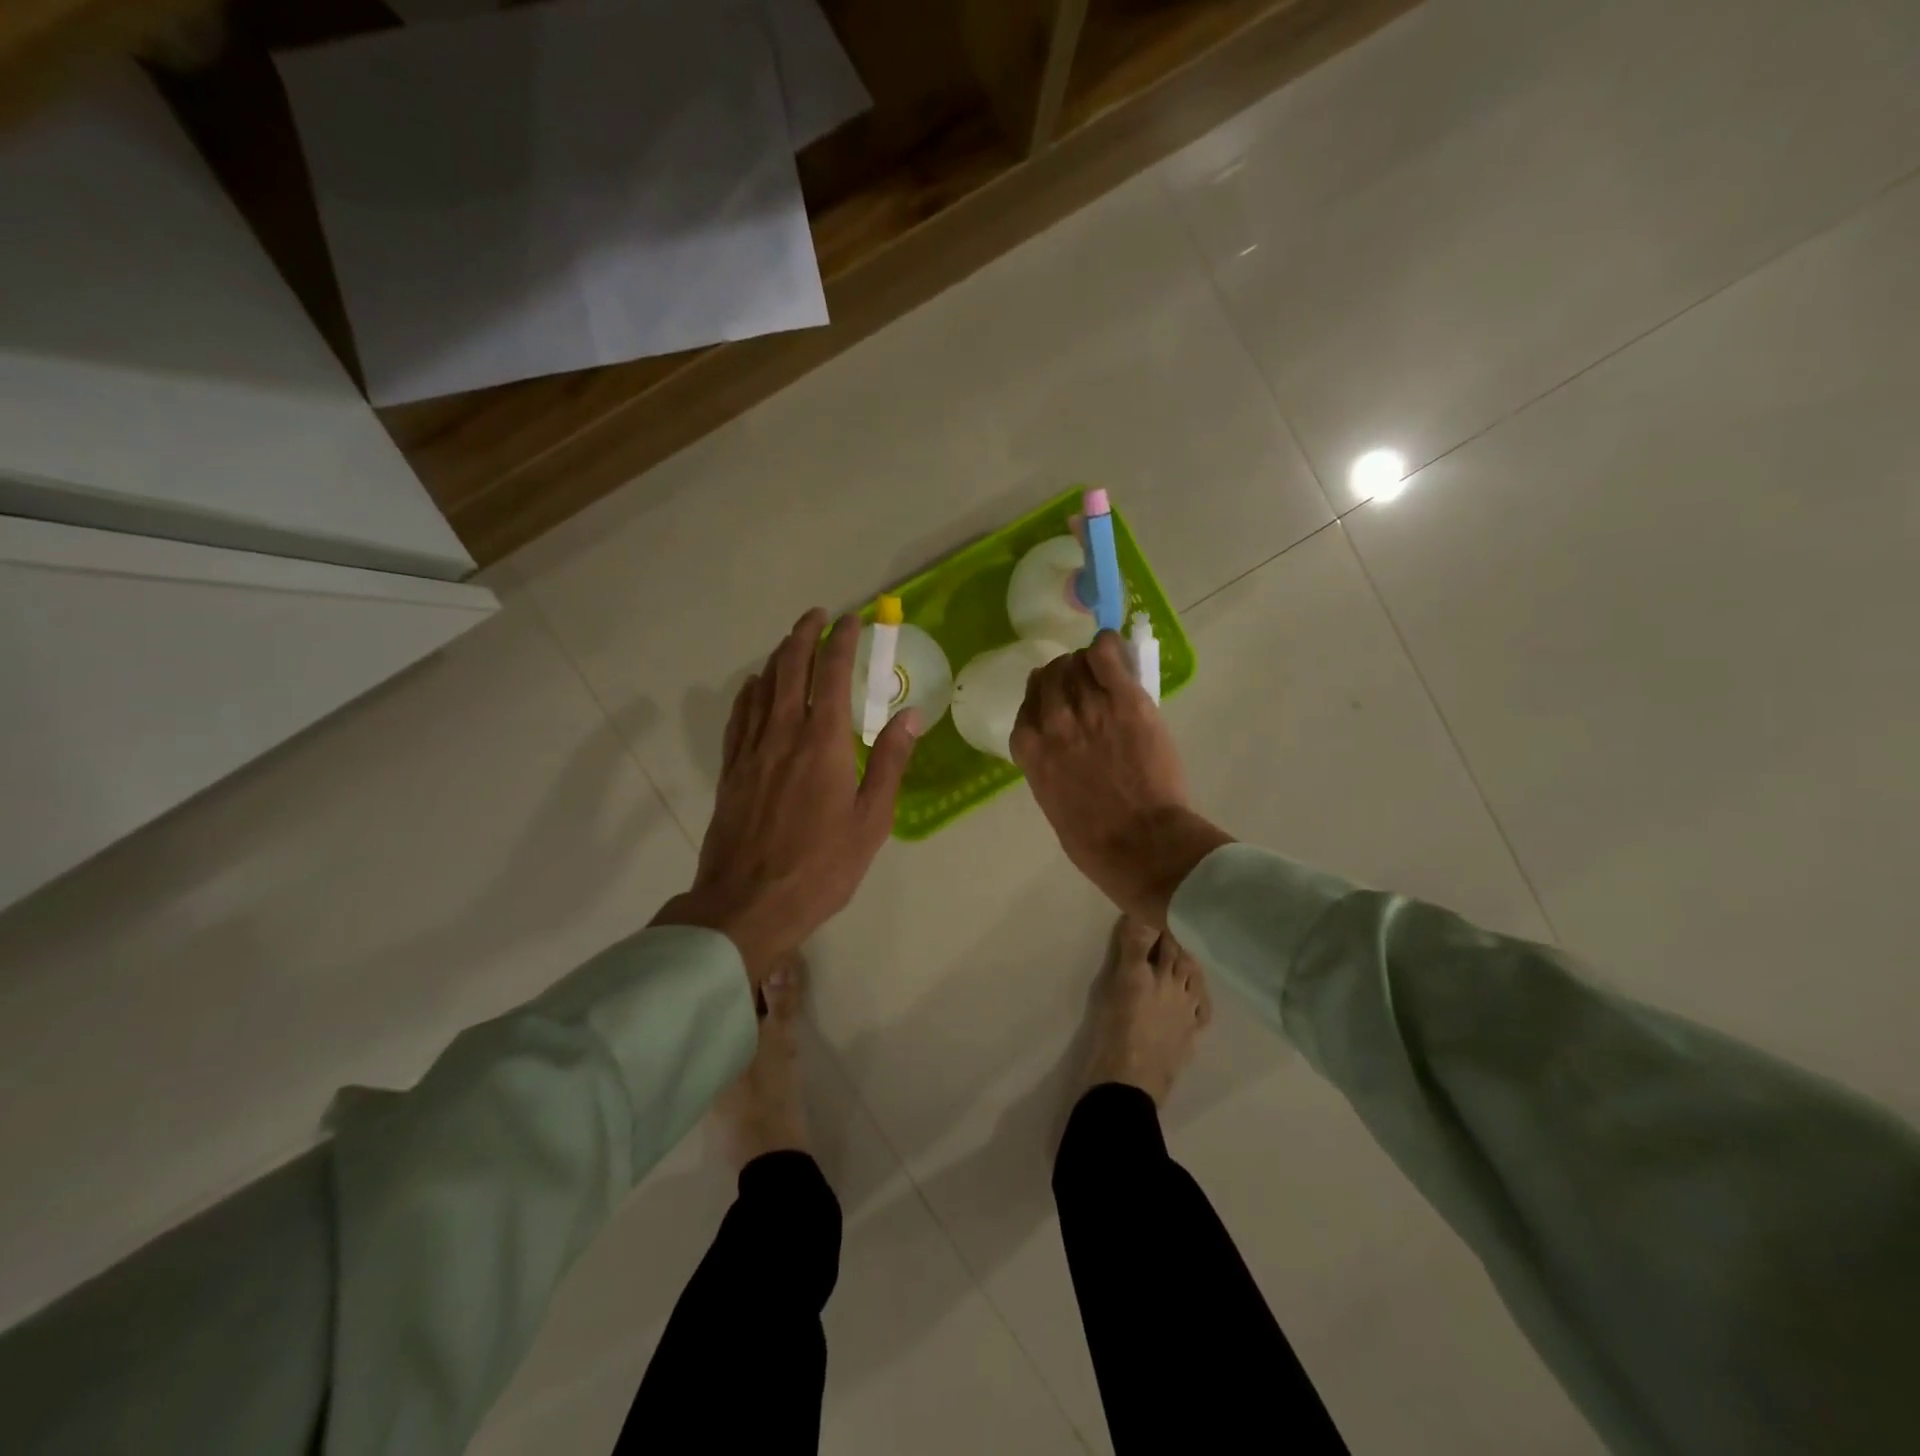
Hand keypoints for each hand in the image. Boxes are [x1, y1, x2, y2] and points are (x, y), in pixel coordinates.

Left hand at [655, 609, 920, 984]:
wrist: (749, 903)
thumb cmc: (822, 866)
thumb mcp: (871, 819)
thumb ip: (890, 762)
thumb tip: (910, 714)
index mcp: (823, 742)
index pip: (832, 673)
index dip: (842, 640)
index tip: (851, 620)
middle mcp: (784, 733)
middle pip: (790, 667)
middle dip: (804, 634)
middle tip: (818, 616)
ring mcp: (752, 749)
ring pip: (762, 685)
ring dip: (778, 655)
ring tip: (791, 641)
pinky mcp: (732, 769)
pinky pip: (739, 715)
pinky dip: (750, 690)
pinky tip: (756, 686)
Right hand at [1011, 630, 1231, 927]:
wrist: (1141, 844)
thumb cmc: (1095, 841)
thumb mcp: (1053, 803)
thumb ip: (1050, 768)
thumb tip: (1062, 752)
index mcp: (1030, 750)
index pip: (1028, 704)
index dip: (1043, 698)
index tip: (1057, 701)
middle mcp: (1053, 722)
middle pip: (1051, 676)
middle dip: (1066, 676)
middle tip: (1086, 683)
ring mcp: (1089, 707)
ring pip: (1078, 662)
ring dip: (1088, 664)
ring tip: (1105, 672)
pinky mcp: (1125, 700)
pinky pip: (1107, 654)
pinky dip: (1107, 647)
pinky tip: (1112, 650)